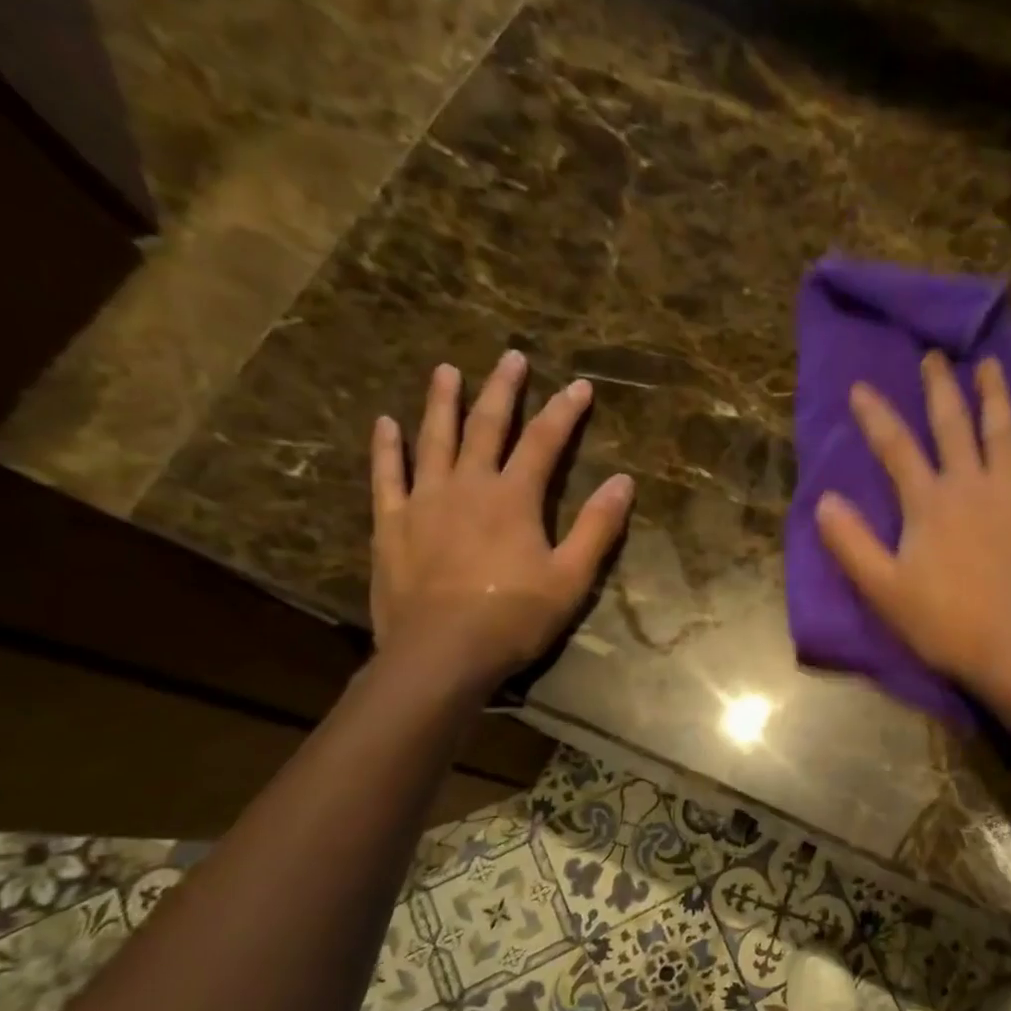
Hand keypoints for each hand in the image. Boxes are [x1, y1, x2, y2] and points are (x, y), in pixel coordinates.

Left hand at [370, 350, 632, 687]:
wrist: (441, 653)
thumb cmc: (514, 618)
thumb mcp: (571, 577)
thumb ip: (597, 527)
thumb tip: (623, 481)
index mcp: (514, 497)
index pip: (544, 442)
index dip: (565, 412)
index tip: (580, 386)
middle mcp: (468, 485)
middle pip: (486, 425)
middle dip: (503, 389)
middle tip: (511, 357)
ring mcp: (424, 501)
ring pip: (434, 439)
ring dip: (442, 403)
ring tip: (447, 371)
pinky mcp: (392, 524)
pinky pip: (387, 476)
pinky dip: (387, 448)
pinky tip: (387, 424)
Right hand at [817, 351, 1010, 691]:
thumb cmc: (945, 623)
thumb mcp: (884, 589)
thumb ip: (852, 543)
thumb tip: (824, 501)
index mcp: (929, 502)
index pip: (895, 447)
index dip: (875, 415)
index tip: (861, 388)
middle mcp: (971, 485)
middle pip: (953, 425)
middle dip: (939, 389)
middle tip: (934, 357)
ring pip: (1004, 433)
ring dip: (995, 396)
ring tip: (990, 366)